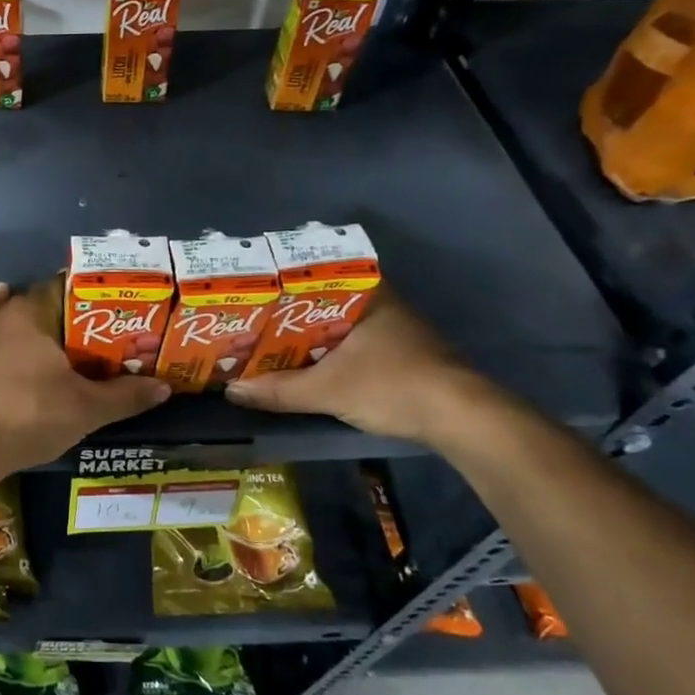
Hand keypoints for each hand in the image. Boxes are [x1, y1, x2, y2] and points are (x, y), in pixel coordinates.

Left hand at [0, 283, 170, 472]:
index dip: (88, 297)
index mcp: (30, 312)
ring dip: (28, 324)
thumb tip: (165, 387)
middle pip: (37, 303)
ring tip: (53, 338)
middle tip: (89, 334)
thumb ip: (126, 395)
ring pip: (6, 317)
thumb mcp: (86, 409)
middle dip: (62, 315)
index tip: (109, 311)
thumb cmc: (29, 416)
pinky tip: (3, 338)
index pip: (63, 287)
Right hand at [224, 294, 496, 445]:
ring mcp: (396, 329)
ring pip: (340, 324)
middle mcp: (382, 303)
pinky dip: (330, 351)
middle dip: (290, 312)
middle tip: (253, 320)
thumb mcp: (327, 390)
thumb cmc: (392, 385)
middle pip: (324, 301)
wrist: (462, 419)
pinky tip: (308, 364)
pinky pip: (354, 343)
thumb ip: (279, 390)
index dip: (282, 283)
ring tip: (270, 343)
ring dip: (310, 335)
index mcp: (367, 294)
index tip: (254, 291)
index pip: (316, 274)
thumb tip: (232, 391)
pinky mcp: (404, 355)